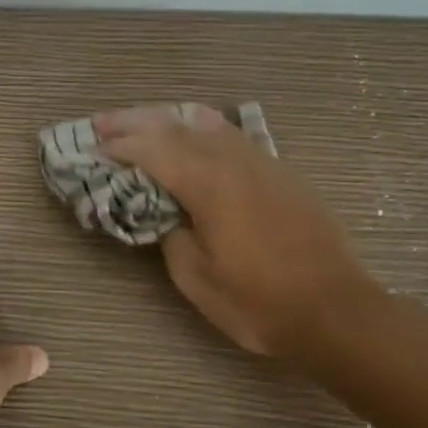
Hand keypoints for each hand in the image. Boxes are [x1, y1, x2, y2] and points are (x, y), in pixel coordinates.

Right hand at [97, 105, 383, 361]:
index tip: (91, 149)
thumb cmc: (259, 301)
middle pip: (175, 126)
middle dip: (134, 122)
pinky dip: (202, 128)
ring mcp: (261, 162)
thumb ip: (170, 235)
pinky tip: (195, 134)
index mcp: (208, 183)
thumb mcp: (197, 279)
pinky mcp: (280, 172)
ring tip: (143, 121)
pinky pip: (232, 135)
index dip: (118, 147)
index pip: (152, 151)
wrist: (336, 310)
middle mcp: (233, 160)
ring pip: (207, 122)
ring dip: (168, 118)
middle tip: (102, 123)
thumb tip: (163, 213)